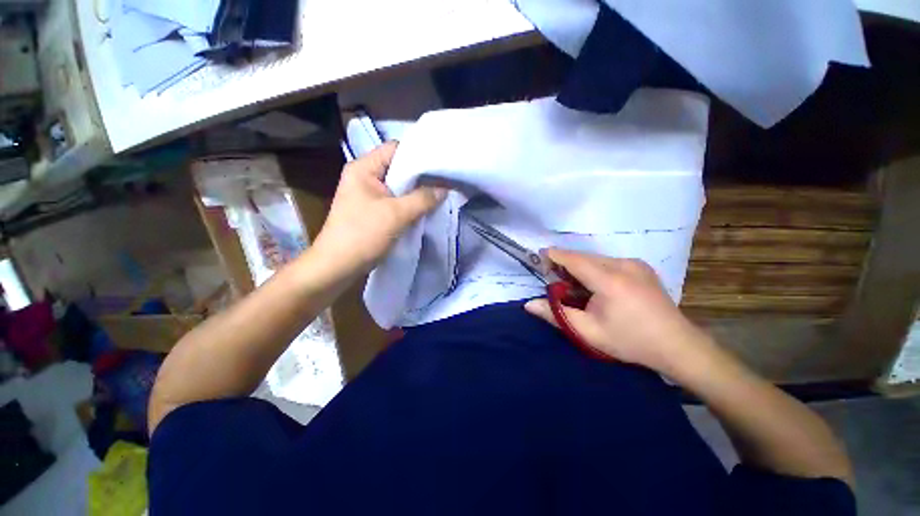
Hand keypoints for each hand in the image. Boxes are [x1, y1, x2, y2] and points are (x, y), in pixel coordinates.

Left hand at [313, 141, 446, 274]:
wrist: (338, 266)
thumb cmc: (363, 235)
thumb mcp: (396, 214)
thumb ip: (423, 199)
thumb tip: (444, 188)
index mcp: (364, 168)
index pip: (395, 149)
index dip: (418, 155)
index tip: (440, 165)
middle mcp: (365, 177)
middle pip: (398, 168)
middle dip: (421, 176)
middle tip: (444, 181)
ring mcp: (369, 195)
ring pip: (399, 187)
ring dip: (417, 192)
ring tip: (439, 194)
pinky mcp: (373, 211)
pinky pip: (396, 202)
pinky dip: (410, 204)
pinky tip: (426, 209)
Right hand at [524, 248, 712, 374]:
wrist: (677, 345)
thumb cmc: (629, 341)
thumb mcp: (588, 332)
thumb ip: (556, 315)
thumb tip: (528, 304)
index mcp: (610, 280)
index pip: (574, 260)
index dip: (555, 255)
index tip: (539, 256)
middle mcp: (623, 265)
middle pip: (584, 257)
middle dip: (566, 264)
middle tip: (554, 279)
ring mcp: (635, 264)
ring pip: (596, 259)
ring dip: (580, 267)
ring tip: (574, 285)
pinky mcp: (641, 267)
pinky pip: (609, 262)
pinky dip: (595, 269)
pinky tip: (595, 285)